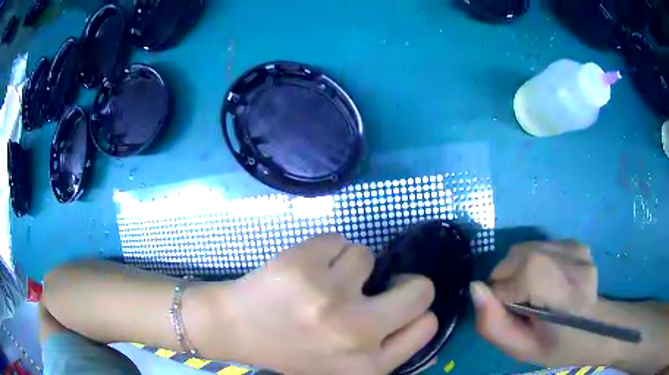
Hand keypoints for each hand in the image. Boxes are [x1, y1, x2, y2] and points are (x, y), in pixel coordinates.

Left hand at [191, 234, 436, 374]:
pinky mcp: (304, 263)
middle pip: (420, 289)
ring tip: (317, 285)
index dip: (418, 309)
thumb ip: (386, 350)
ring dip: (348, 267)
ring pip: (368, 257)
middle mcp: (356, 333)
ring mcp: (329, 296)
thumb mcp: (344, 367)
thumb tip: (423, 319)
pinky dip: (325, 251)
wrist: (234, 329)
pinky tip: (301, 272)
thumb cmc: (292, 350)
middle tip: (376, 283)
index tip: (399, 302)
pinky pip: (338, 240)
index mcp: (368, 366)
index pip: (427, 326)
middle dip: (406, 281)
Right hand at [470, 240, 612, 366]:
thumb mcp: (520, 349)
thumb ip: (493, 324)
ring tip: (532, 291)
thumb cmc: (556, 347)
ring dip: (518, 269)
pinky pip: (539, 246)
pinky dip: (532, 262)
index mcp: (566, 296)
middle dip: (506, 278)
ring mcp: (578, 248)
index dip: (502, 295)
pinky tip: (546, 280)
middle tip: (517, 303)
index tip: (508, 311)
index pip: (519, 276)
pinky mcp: (576, 241)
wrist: (593, 328)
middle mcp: (575, 263)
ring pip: (526, 248)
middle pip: (520, 255)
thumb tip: (475, 288)